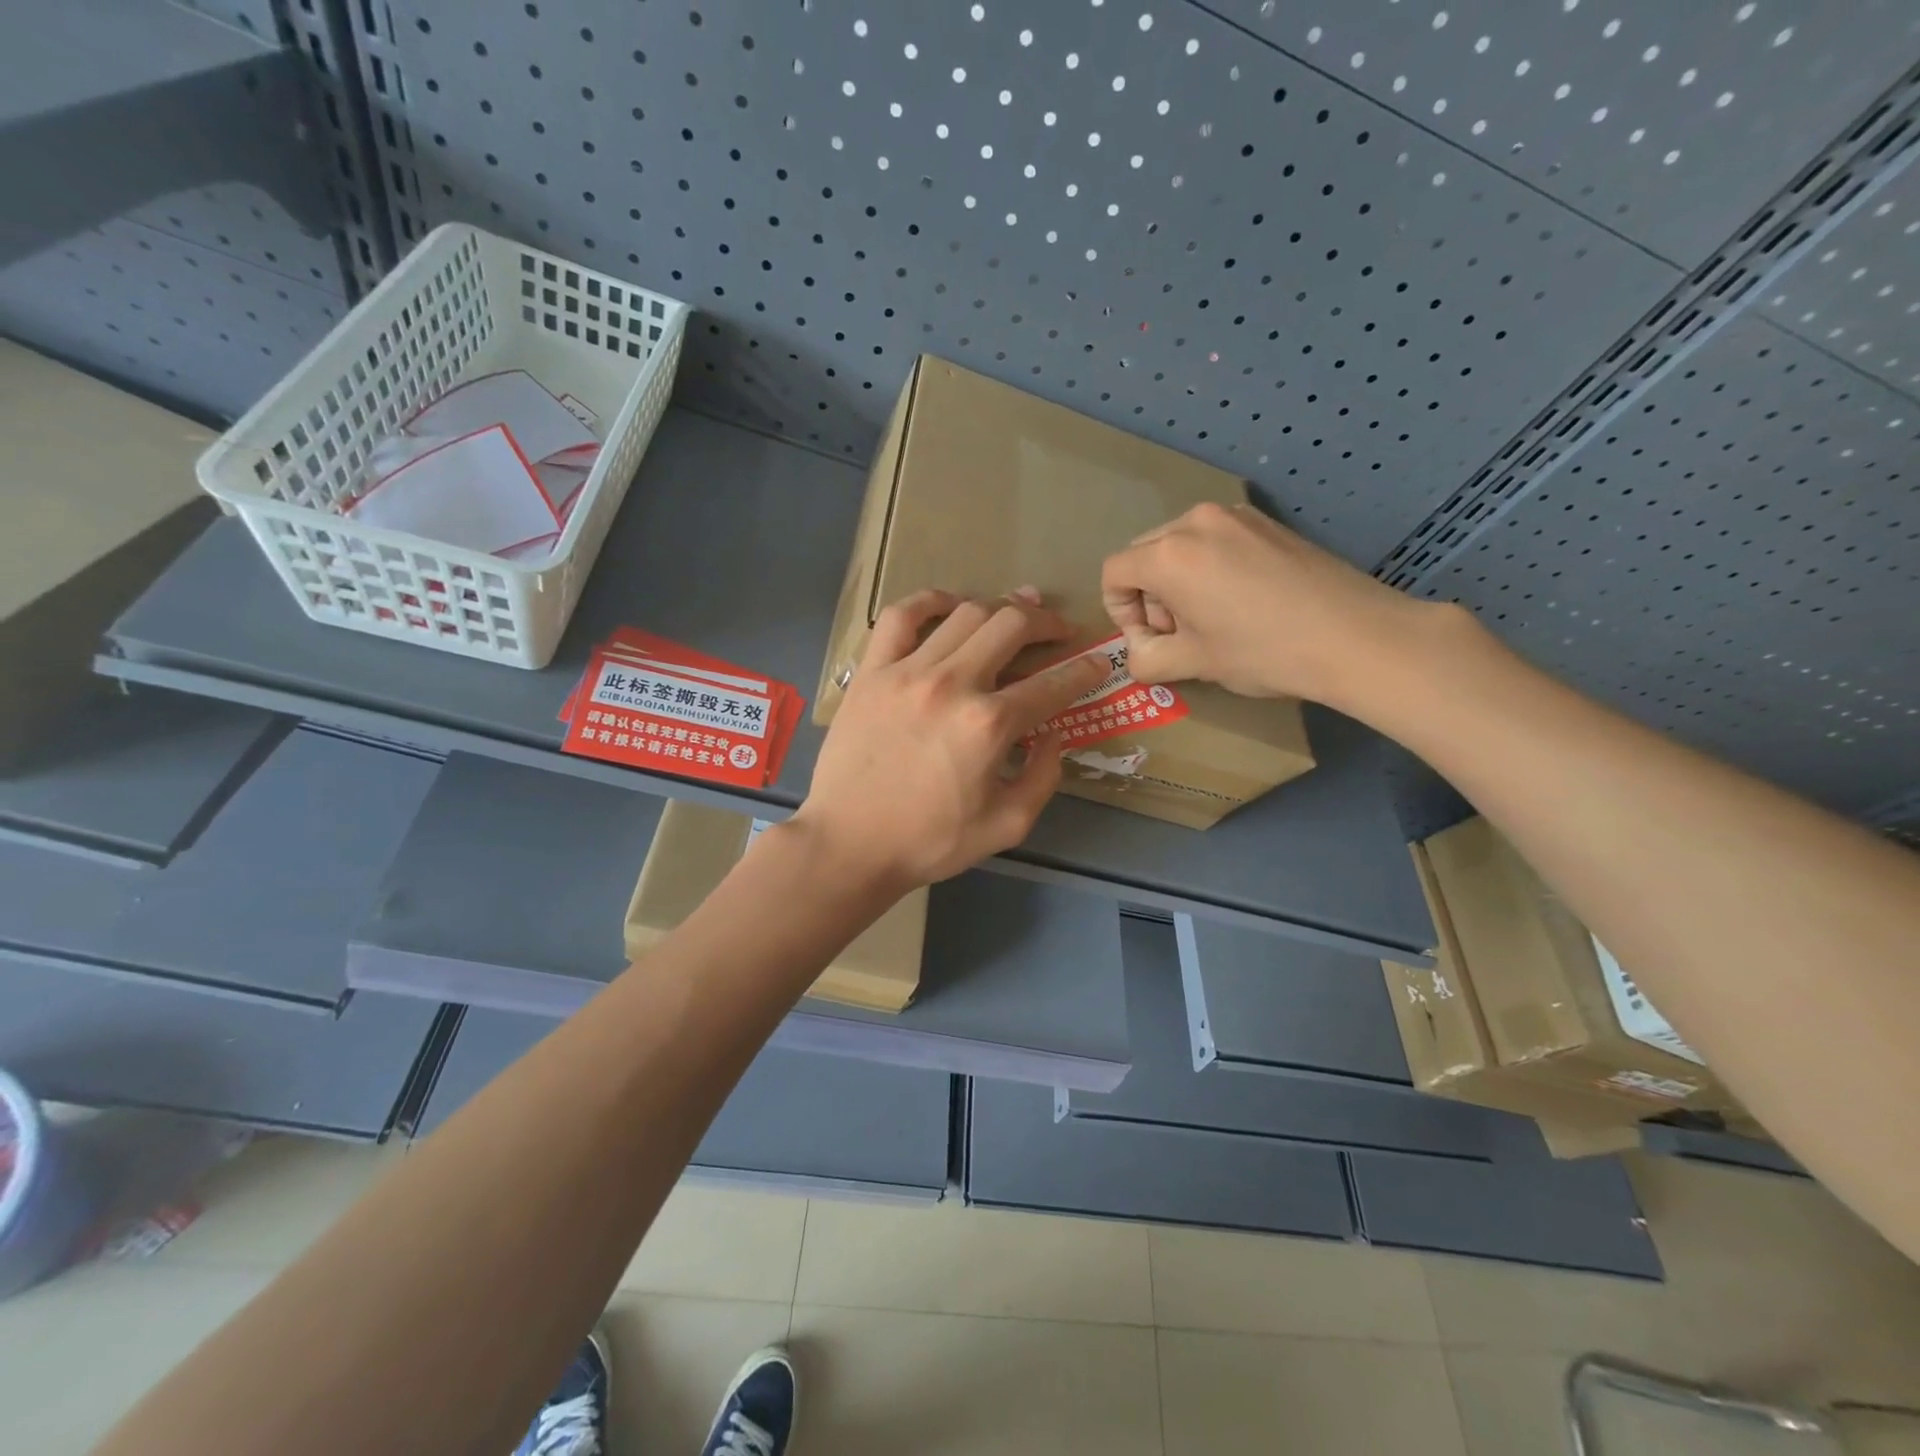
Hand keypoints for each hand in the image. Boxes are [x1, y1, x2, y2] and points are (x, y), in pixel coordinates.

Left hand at [792, 589, 1109, 891]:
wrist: (850, 844)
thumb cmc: (930, 841)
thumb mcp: (1007, 825)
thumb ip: (1043, 777)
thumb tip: (1054, 734)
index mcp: (989, 725)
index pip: (1052, 684)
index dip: (1084, 670)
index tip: (1097, 663)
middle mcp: (953, 684)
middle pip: (1012, 626)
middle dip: (1046, 622)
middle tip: (1058, 630)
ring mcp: (907, 672)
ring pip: (965, 614)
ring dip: (1000, 607)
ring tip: (1015, 611)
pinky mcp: (872, 672)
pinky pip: (902, 617)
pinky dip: (930, 601)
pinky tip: (950, 605)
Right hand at [1100, 502, 1437, 708]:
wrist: (1355, 637)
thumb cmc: (1263, 652)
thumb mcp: (1194, 663)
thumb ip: (1146, 659)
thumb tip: (1139, 653)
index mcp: (1169, 555)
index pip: (1114, 573)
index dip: (1119, 611)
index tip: (1149, 640)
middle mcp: (1195, 522)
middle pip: (1144, 554)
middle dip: (1149, 596)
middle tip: (1179, 634)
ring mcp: (1235, 517)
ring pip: (1180, 546)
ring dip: (1178, 583)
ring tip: (1212, 620)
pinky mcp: (1266, 523)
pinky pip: (1215, 541)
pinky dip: (1209, 569)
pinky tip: (1241, 602)